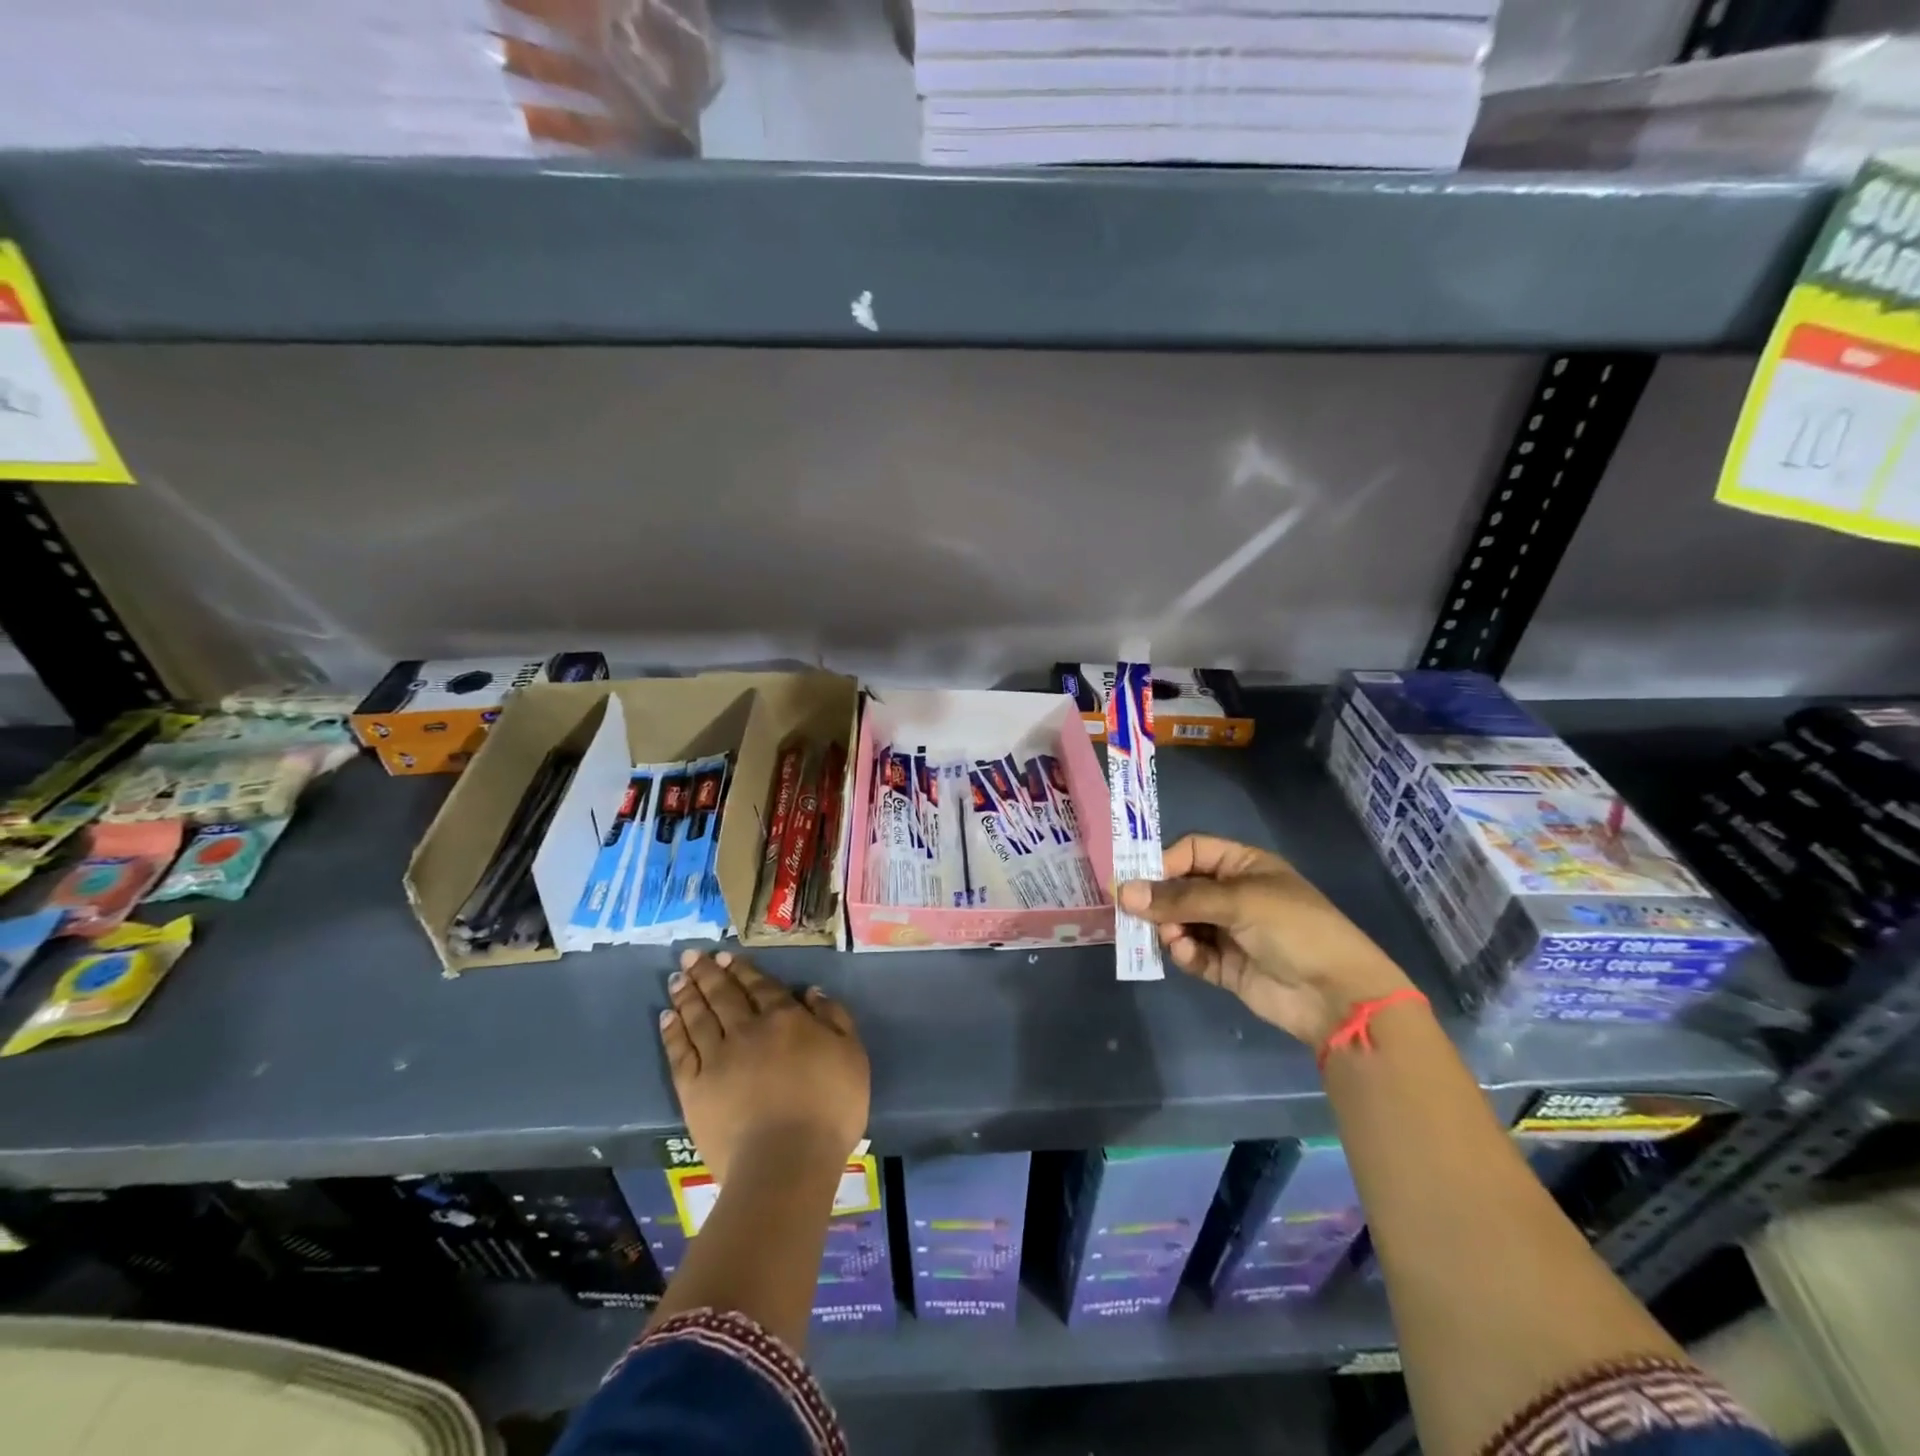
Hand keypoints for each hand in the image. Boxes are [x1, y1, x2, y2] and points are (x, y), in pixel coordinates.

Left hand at [660, 950, 869, 1184]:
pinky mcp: (695, 1089)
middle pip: (724, 995)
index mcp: (785, 1019)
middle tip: (691, 955)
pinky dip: (673, 1032)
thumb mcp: (852, 1055)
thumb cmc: (829, 1108)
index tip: (725, 955)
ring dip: (687, 995)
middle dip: (708, 973)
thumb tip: (811, 991)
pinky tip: (667, 1018)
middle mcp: (748, 1030)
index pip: (761, 987)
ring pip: (699, 1017)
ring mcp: (718, 1058)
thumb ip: (835, 1018)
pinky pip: (680, 1052)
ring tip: (676, 978)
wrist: (786, 1161)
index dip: (743, 969)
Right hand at [1119, 834, 1415, 1046]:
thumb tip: (1122, 891)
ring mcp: (1229, 931)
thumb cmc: (1293, 929)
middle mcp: (1233, 894)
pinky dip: (1184, 953)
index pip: (1190, 852)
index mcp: (1243, 865)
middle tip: (1133, 913)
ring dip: (1169, 928)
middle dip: (1158, 900)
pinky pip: (1192, 953)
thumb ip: (1179, 898)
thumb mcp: (1237, 901)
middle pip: (1180, 888)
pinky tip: (1185, 954)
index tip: (1135, 881)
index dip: (1162, 862)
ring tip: (1168, 936)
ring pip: (1181, 922)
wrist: (1338, 996)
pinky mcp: (1226, 966)